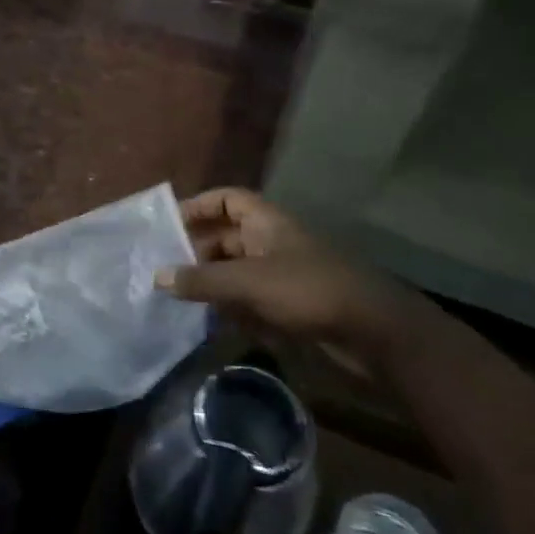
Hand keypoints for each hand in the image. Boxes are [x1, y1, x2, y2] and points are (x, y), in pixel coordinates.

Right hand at [158, 188, 421, 371]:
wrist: (377, 334)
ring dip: (214, 285)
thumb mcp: (248, 283)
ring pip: (238, 272)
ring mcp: (285, 274)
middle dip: (198, 253)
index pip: (227, 200)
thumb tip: (157, 276)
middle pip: (227, 238)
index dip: (199, 206)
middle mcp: (273, 242)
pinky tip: (218, 325)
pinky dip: (235, 309)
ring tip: (183, 301)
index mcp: (267, 223)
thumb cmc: (309, 291)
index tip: (169, 225)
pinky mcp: (294, 306)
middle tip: (166, 272)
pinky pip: (254, 300)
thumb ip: (202, 280)